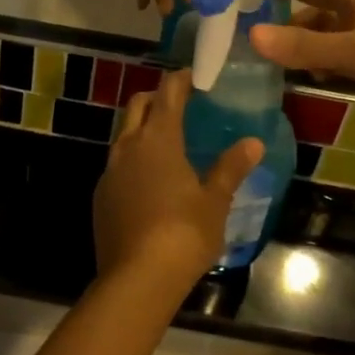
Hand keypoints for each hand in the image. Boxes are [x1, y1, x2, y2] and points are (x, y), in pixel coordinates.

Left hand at [94, 71, 262, 290]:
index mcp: (159, 139)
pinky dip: (133, 158)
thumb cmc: (183, 233)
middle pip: (137, 105)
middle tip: (179, 103)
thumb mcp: (215, 201)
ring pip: (124, 134)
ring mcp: (110, 171)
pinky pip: (117, 164)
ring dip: (142, 128)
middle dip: (157, 98)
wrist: (137, 278)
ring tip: (167, 141)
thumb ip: (230, 168)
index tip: (194, 76)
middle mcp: (128, 146)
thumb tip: (253, 142)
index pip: (168, 93)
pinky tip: (149, 180)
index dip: (180, 80)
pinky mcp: (101, 195)